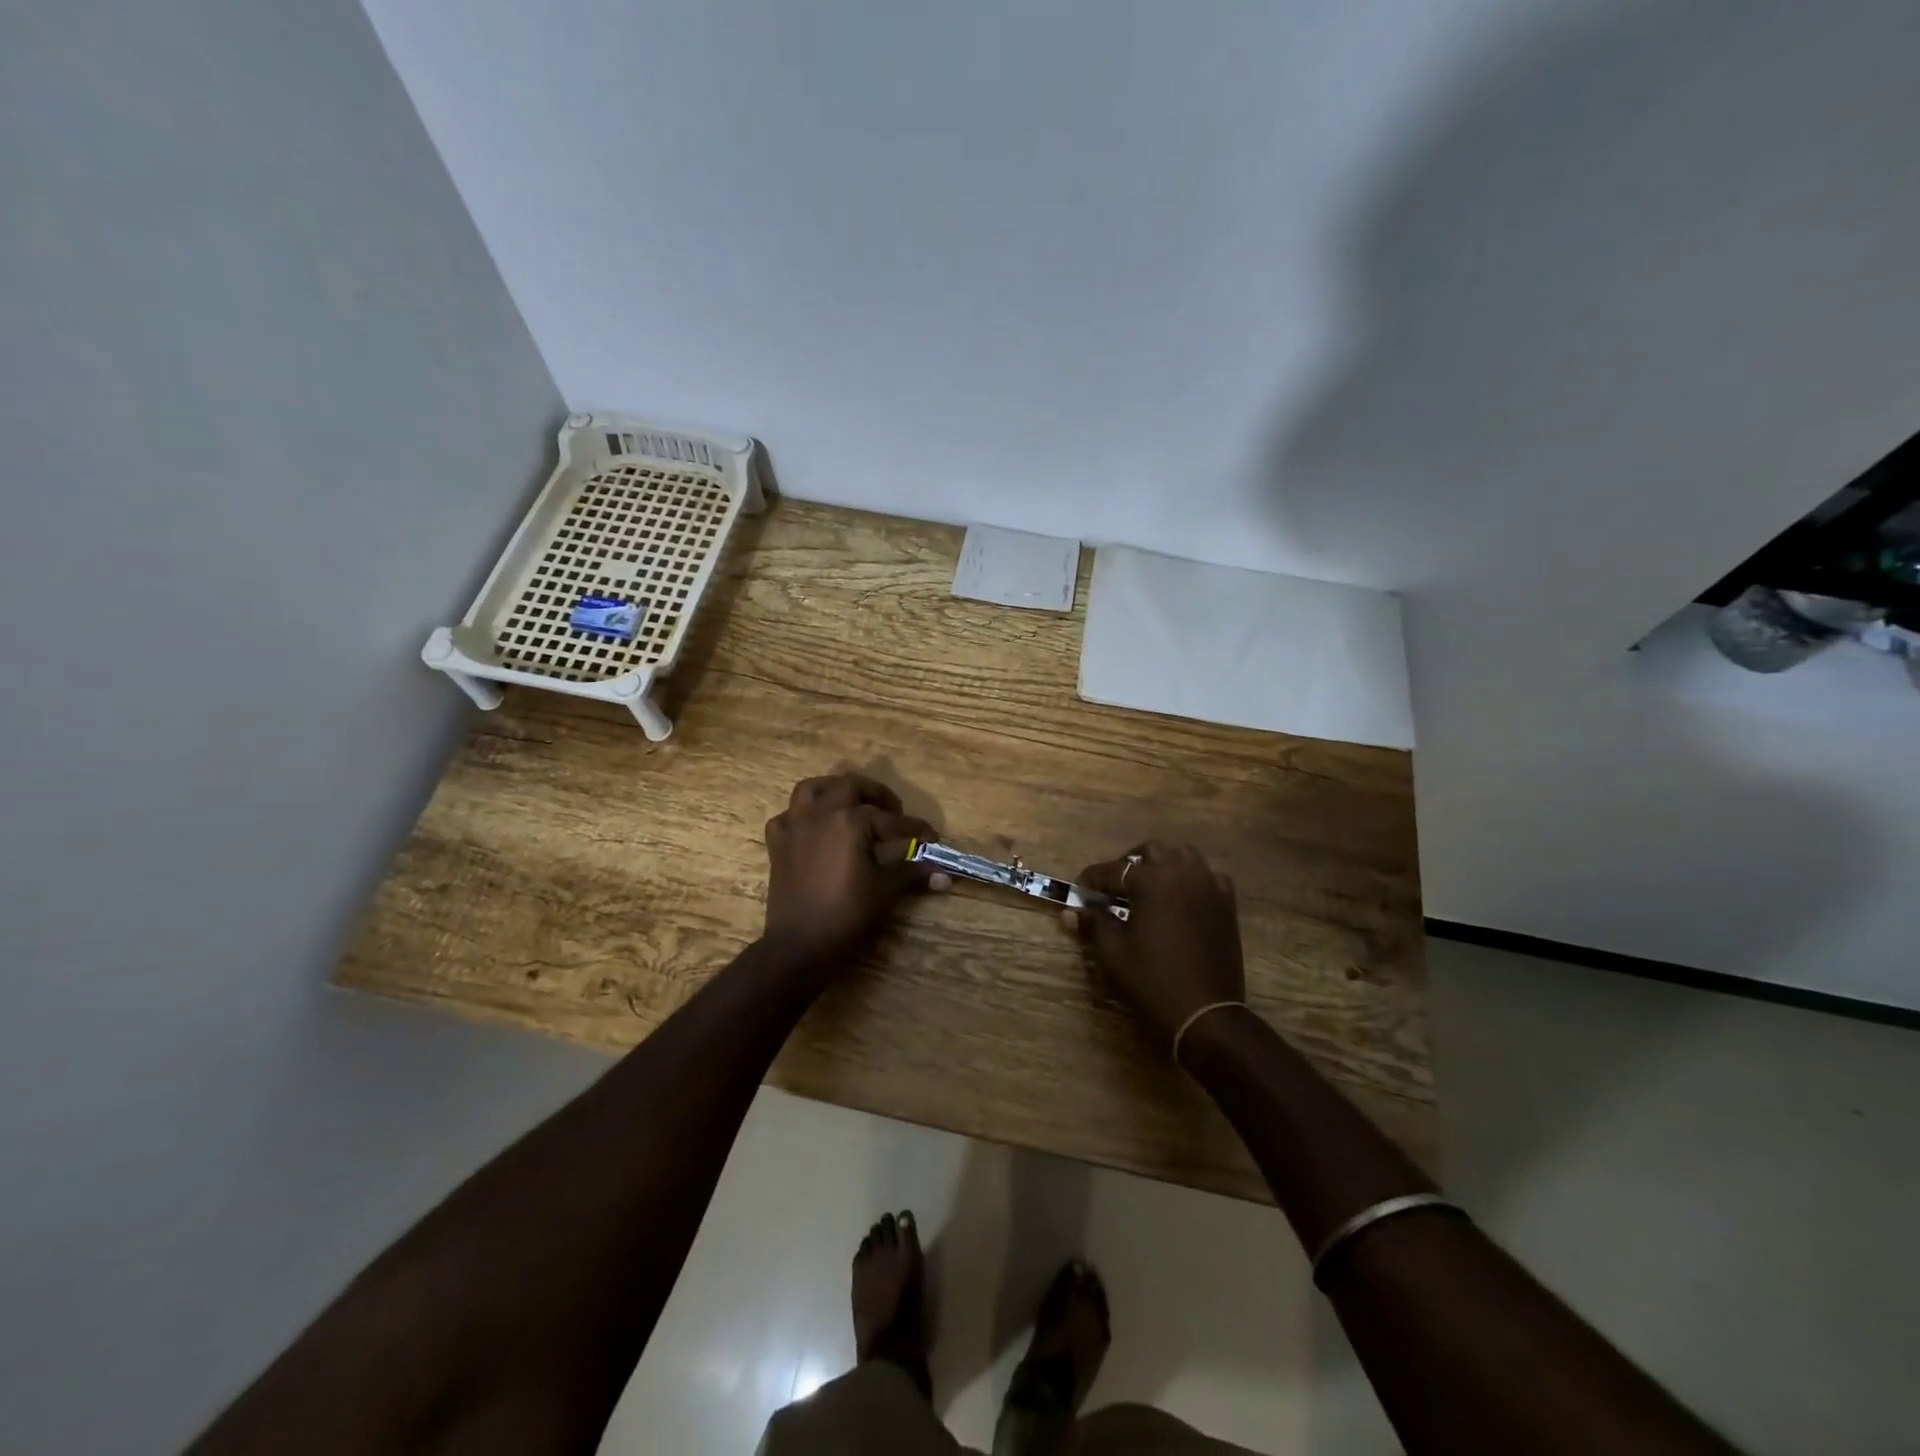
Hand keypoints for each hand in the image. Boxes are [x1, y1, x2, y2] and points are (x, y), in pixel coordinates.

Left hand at [761, 772, 937, 971]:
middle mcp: (821, 812)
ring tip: (850, 803)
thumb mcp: (884, 890)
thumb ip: (912, 873)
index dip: (916, 830)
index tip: (933, 838)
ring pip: (812, 788)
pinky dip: (802, 815)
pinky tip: (814, 828)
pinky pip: (788, 815)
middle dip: (876, 793)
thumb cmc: (846, 914)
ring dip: (834, 790)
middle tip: (893, 811)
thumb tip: (945, 875)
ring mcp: (795, 825)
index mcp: (850, 820)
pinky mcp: (778, 842)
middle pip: (851, 785)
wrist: (799, 944)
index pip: (892, 820)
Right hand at [1066, 842, 1245, 1037]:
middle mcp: (1182, 872)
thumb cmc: (1153, 978)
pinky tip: (1181, 899)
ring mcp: (1208, 884)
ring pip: (1182, 856)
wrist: (1206, 1010)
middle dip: (1129, 864)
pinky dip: (1191, 879)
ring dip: (1161, 865)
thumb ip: (1093, 924)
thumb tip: (1069, 912)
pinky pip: (1207, 875)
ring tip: (1148, 888)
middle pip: (1151, 851)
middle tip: (1115, 887)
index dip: (1093, 879)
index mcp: (1152, 880)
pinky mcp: (1226, 902)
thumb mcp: (1114, 952)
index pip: (1113, 870)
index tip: (1080, 889)